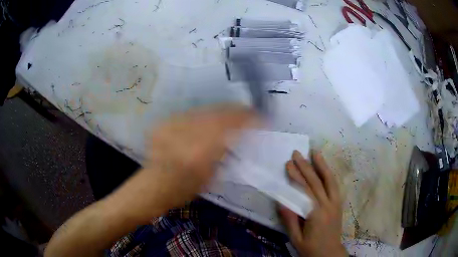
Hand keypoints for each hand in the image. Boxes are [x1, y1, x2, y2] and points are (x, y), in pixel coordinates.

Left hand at [108, 105, 255, 222]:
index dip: (247, 118)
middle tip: (246, 111)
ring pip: (204, 111)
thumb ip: (226, 153)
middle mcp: (187, 133)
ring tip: (228, 115)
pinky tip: (205, 123)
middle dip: (235, 111)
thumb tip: (240, 136)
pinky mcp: (165, 122)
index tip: (259, 117)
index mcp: (201, 151)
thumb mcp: (212, 176)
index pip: (230, 125)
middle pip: (217, 113)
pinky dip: (202, 117)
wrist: (154, 185)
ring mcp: (173, 125)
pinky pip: (190, 115)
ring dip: (219, 112)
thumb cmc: (185, 189)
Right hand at [280, 151, 346, 256]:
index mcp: (316, 214)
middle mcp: (328, 205)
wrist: (329, 253)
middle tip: (296, 153)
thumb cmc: (310, 248)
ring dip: (322, 165)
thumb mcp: (295, 238)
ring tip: (315, 152)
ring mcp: (336, 203)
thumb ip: (290, 219)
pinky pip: (335, 186)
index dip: (296, 177)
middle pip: (317, 182)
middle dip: (306, 166)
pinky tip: (325, 168)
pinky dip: (330, 174)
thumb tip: (281, 200)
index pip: (305, 191)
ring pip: (330, 180)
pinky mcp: (339, 204)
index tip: (288, 164)